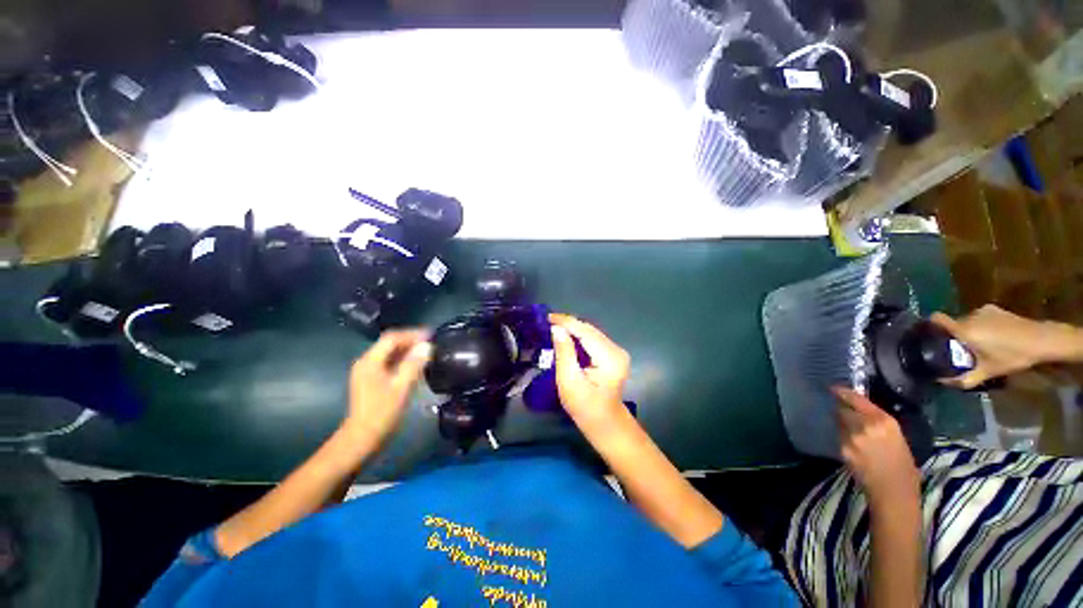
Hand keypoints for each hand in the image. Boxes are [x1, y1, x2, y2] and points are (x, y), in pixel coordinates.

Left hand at [344, 329, 431, 444]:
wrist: (363, 438)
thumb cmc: (382, 413)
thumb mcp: (401, 387)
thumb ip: (414, 364)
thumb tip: (427, 346)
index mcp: (370, 361)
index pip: (392, 338)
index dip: (412, 334)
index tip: (431, 335)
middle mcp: (366, 362)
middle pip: (390, 344)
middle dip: (411, 340)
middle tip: (431, 342)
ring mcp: (367, 371)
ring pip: (390, 353)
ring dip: (408, 350)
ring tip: (426, 351)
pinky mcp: (371, 380)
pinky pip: (388, 362)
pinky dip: (403, 359)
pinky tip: (415, 364)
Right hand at [549, 313, 630, 432]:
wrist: (606, 425)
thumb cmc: (585, 409)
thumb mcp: (569, 382)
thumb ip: (564, 353)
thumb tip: (557, 329)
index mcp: (609, 358)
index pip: (585, 331)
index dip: (566, 322)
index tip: (547, 317)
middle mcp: (616, 350)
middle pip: (589, 330)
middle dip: (568, 324)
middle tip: (547, 323)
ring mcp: (617, 352)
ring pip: (591, 333)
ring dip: (573, 330)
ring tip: (553, 328)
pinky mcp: (613, 355)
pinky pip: (593, 340)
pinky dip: (579, 338)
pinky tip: (567, 339)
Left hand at [834, 387, 919, 505]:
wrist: (894, 492)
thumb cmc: (904, 466)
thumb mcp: (897, 437)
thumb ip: (879, 422)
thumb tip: (863, 412)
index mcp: (884, 420)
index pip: (856, 399)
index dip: (843, 392)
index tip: (835, 387)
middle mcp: (864, 425)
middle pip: (842, 408)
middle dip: (842, 407)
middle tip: (844, 409)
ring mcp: (851, 437)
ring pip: (839, 421)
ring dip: (841, 421)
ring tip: (850, 427)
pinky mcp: (842, 448)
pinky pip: (839, 435)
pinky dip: (842, 435)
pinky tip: (851, 442)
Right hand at [931, 305, 1070, 387]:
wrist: (1042, 340)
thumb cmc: (1012, 356)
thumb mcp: (988, 372)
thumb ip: (965, 378)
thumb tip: (942, 383)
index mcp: (964, 330)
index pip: (937, 319)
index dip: (929, 324)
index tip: (928, 334)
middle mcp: (969, 316)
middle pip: (953, 323)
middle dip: (954, 335)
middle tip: (960, 349)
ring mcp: (983, 311)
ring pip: (967, 321)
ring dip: (969, 331)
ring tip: (979, 344)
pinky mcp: (994, 309)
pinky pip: (979, 317)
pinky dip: (981, 326)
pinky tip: (993, 336)